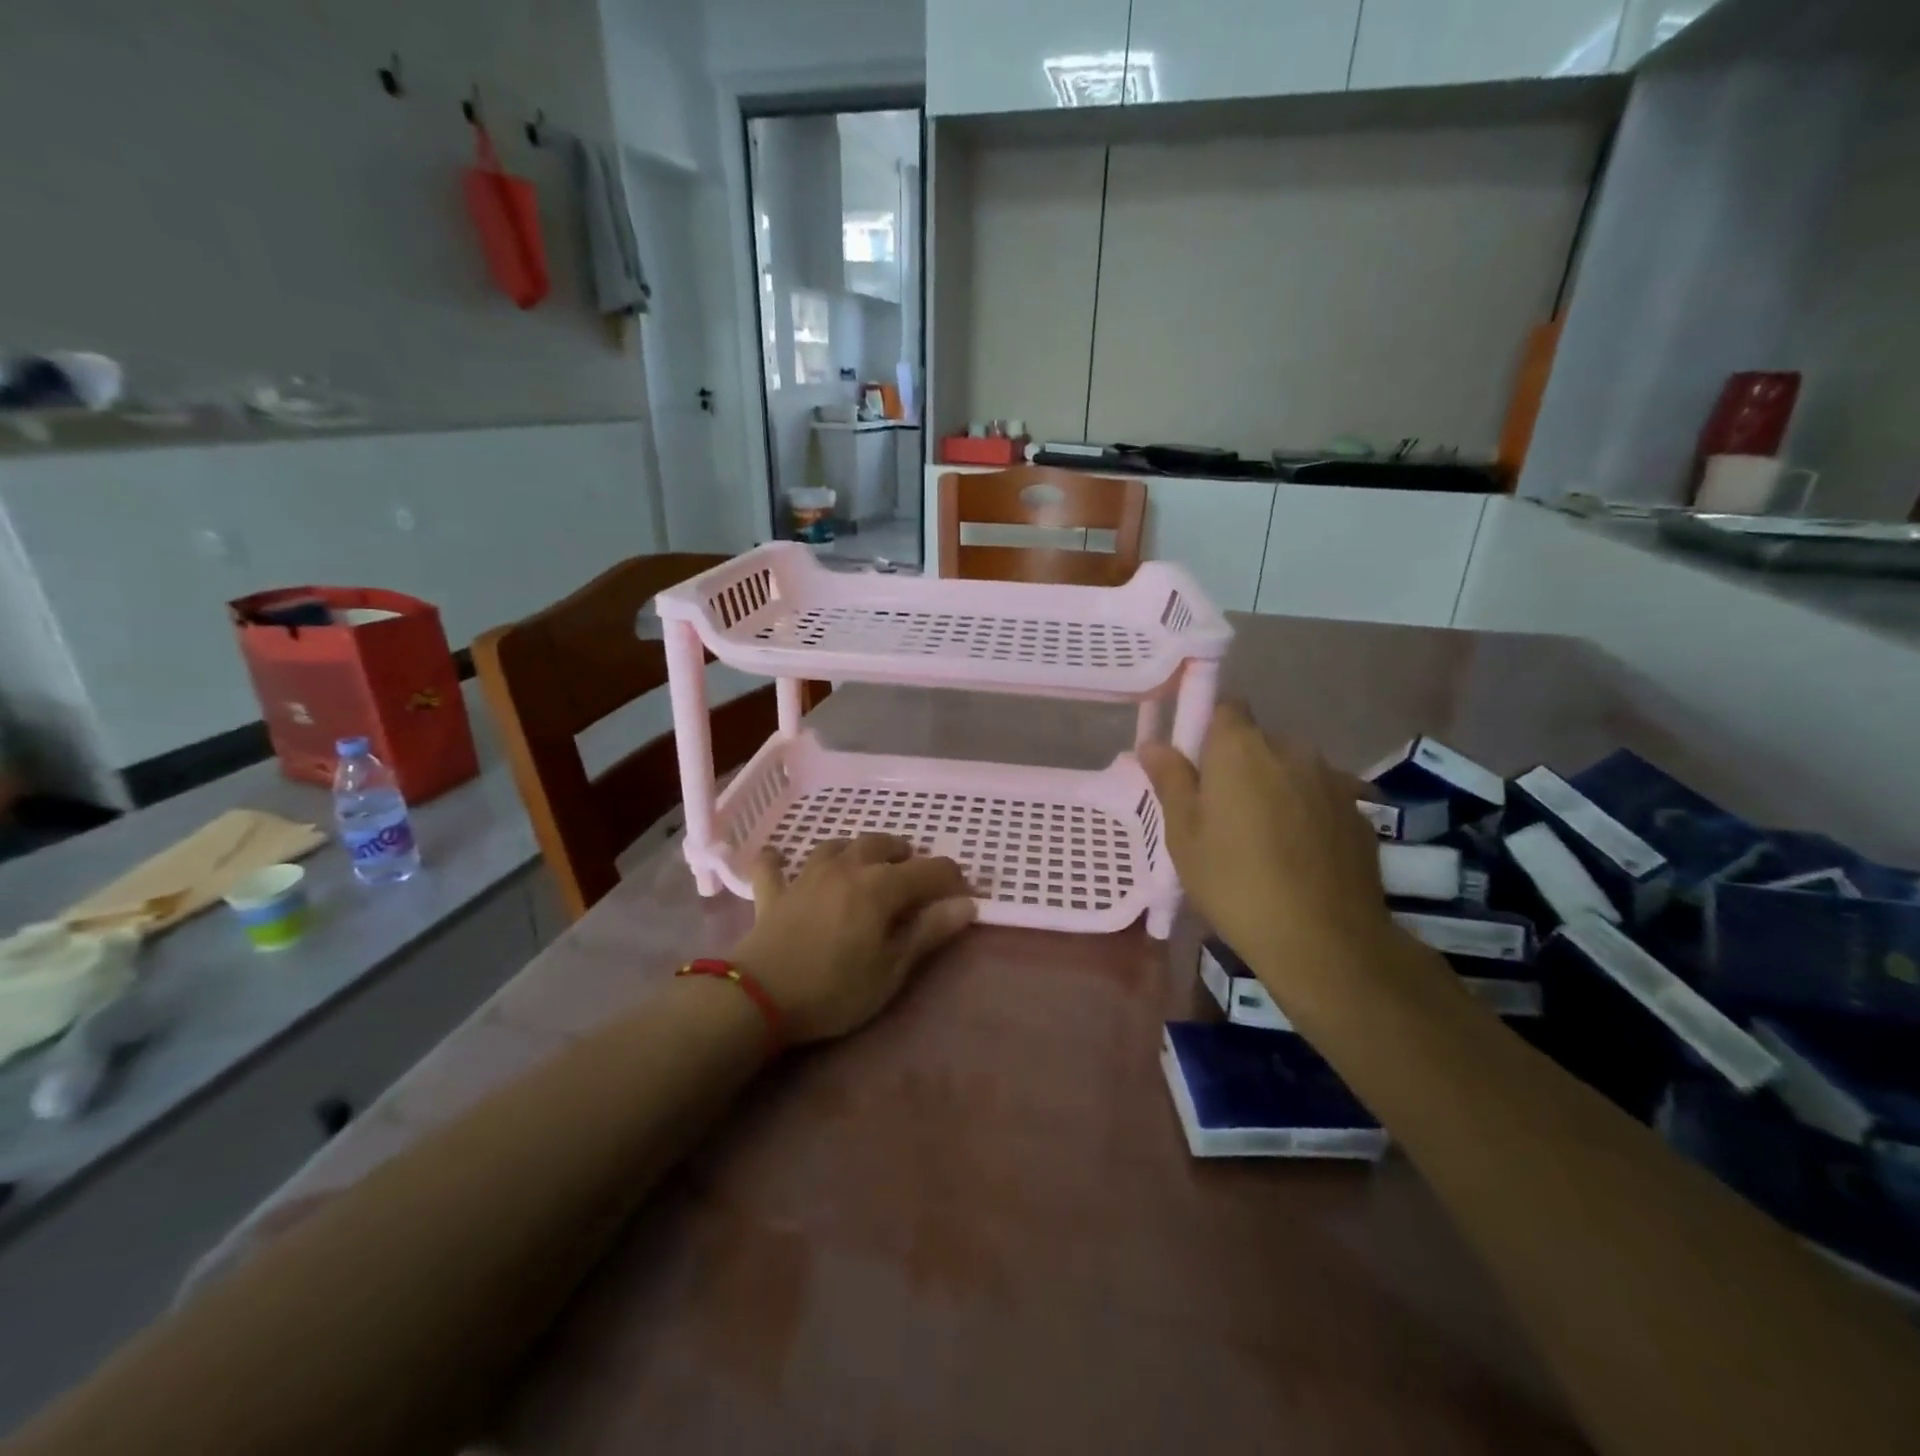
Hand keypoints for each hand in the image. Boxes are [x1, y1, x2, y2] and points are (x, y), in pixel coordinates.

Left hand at [729, 834, 975, 1044]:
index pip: (929, 870)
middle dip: (905, 854)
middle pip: (882, 844)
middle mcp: (846, 867)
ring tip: (865, 864)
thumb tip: (966, 904)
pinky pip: (774, 865)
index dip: (951, 880)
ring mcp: (806, 875)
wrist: (758, 996)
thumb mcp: (891, 969)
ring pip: (837, 845)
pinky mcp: (774, 892)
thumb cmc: (835, 988)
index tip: (962, 898)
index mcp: (880, 885)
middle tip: (914, 875)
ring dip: (857, 849)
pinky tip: (779, 858)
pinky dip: (779, 860)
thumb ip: (928, 932)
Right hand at [1139, 703, 1389, 968]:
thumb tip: (1153, 744)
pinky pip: (1319, 799)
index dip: (1207, 729)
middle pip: (1258, 742)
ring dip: (1275, 790)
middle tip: (1220, 813)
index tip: (1195, 766)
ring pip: (1291, 771)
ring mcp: (1332, 780)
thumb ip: (1170, 781)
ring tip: (1262, 840)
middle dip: (1239, 766)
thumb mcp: (1184, 834)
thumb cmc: (1234, 880)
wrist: (1323, 939)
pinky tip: (1297, 857)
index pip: (1225, 707)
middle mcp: (1291, 750)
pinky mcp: (1359, 813)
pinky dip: (1305, 815)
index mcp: (1241, 748)